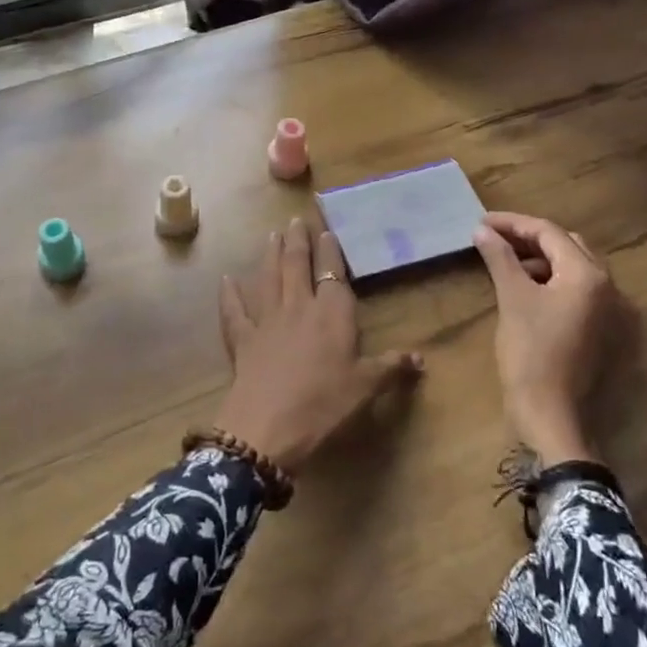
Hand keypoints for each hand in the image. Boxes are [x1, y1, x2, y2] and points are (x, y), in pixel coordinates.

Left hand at [215, 218, 423, 472]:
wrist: (268, 426)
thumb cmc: (324, 405)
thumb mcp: (365, 388)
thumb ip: (390, 368)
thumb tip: (420, 358)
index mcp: (331, 315)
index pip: (332, 274)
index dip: (330, 252)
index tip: (326, 231)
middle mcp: (298, 307)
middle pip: (296, 266)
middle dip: (297, 241)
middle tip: (296, 220)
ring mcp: (266, 321)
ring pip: (268, 279)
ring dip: (269, 255)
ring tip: (271, 235)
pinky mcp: (242, 339)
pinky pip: (234, 311)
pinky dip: (229, 294)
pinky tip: (226, 280)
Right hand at [472, 212, 618, 463]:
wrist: (551, 413)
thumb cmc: (531, 352)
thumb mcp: (512, 299)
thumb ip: (500, 258)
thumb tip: (482, 231)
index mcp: (588, 275)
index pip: (549, 233)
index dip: (512, 223)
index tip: (481, 222)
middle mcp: (609, 287)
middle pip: (568, 246)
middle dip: (529, 238)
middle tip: (493, 238)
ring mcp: (612, 311)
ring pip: (574, 268)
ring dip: (541, 260)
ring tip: (506, 262)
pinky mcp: (604, 331)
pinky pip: (579, 291)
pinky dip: (553, 281)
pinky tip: (527, 289)